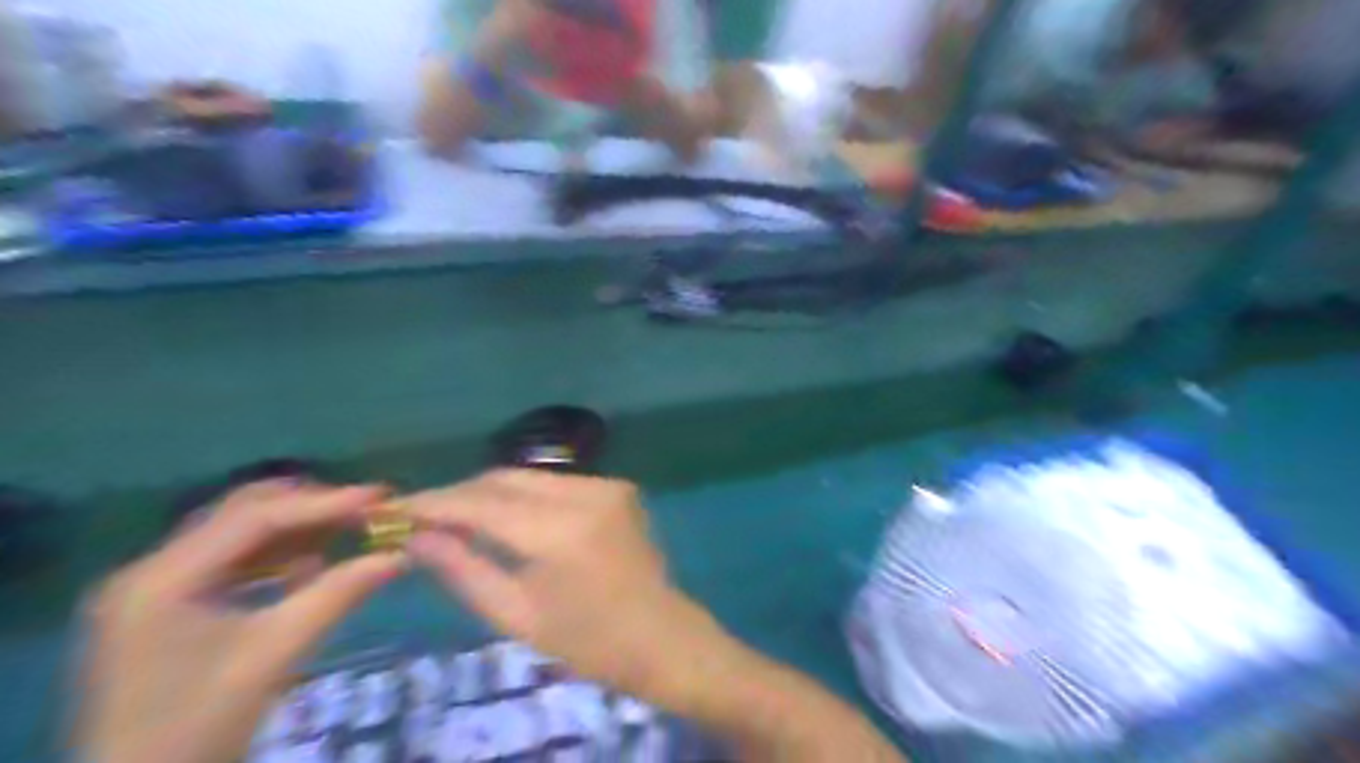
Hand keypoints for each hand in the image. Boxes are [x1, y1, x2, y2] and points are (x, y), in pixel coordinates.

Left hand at [73, 482, 401, 761]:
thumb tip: (401, 555)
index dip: (323, 503)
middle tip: (364, 509)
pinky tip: (309, 567)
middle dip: (308, 507)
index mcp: (162, 578)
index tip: (379, 496)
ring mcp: (153, 588)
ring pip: (236, 533)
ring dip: (294, 529)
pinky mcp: (165, 607)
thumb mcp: (277, 653)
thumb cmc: (201, 725)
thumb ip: (339, 593)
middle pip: (240, 513)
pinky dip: (274, 556)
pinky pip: (229, 562)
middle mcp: (149, 569)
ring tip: (347, 531)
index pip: (253, 518)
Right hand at [404, 471, 728, 703]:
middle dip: (460, 493)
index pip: (482, 504)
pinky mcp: (617, 486)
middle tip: (421, 514)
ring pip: (529, 476)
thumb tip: (416, 538)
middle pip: (505, 479)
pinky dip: (525, 495)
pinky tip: (505, 516)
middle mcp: (585, 494)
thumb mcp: (517, 615)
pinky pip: (556, 483)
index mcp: (559, 532)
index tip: (394, 509)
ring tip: (455, 516)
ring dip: (490, 492)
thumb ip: (464, 571)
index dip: (434, 504)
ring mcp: (606, 485)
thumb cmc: (588, 641)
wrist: (661, 636)